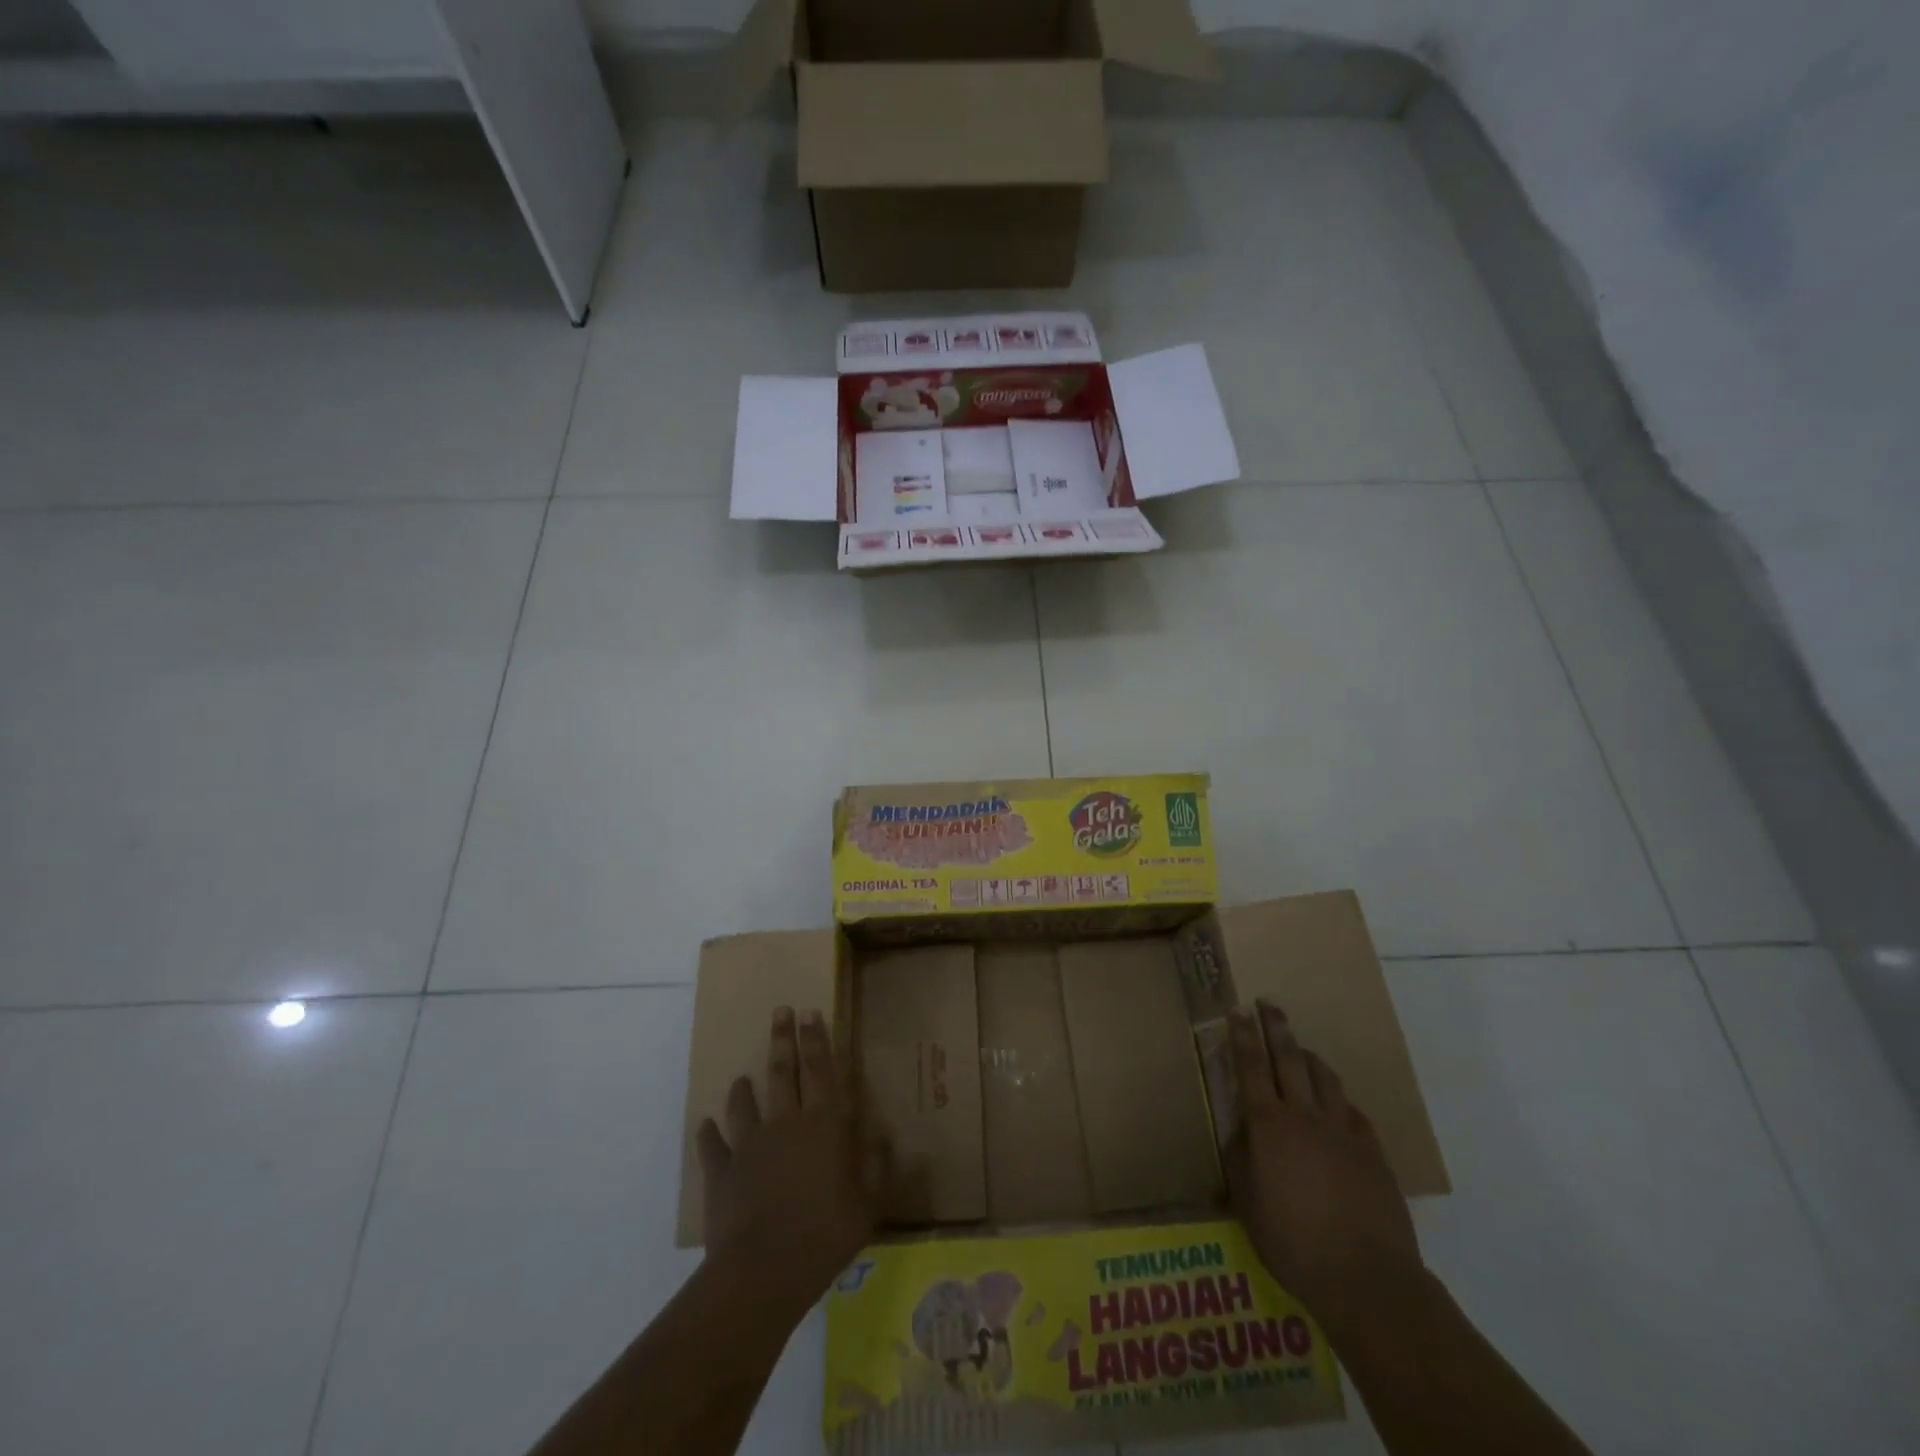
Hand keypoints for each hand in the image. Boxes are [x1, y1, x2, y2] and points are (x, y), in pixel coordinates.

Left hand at [695, 1007, 876, 1318]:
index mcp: (824, 1124)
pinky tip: (705, 1125)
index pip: (821, 1069)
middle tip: (780, 1012)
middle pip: (783, 1072)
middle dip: (783, 1039)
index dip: (817, 1039)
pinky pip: (712, 1144)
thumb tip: (881, 1135)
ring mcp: (749, 1144)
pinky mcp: (721, 1171)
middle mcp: (785, 1122)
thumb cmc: (825, 1234)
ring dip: (744, 1088)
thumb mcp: (867, 1204)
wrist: (763, 1270)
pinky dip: (709, 1133)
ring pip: (745, 1103)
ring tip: (742, 1077)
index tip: (810, 1012)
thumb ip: (875, 1166)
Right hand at [1226, 1000, 1423, 1326]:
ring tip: (1299, 1048)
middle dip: (1276, 1027)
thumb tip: (1241, 1129)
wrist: (1366, 1277)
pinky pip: (1351, 1109)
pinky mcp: (1372, 1149)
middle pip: (1288, 1057)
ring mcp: (1343, 1130)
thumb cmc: (1293, 1242)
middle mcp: (1304, 1115)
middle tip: (1268, 1004)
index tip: (1238, 1011)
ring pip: (1324, 1076)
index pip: (1251, 1067)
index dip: (1243, 1036)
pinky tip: (1335, 1104)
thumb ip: (1241, 1158)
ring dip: (1308, 1056)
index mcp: (1268, 1125)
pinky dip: (1338, 1098)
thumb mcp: (1247, 1203)